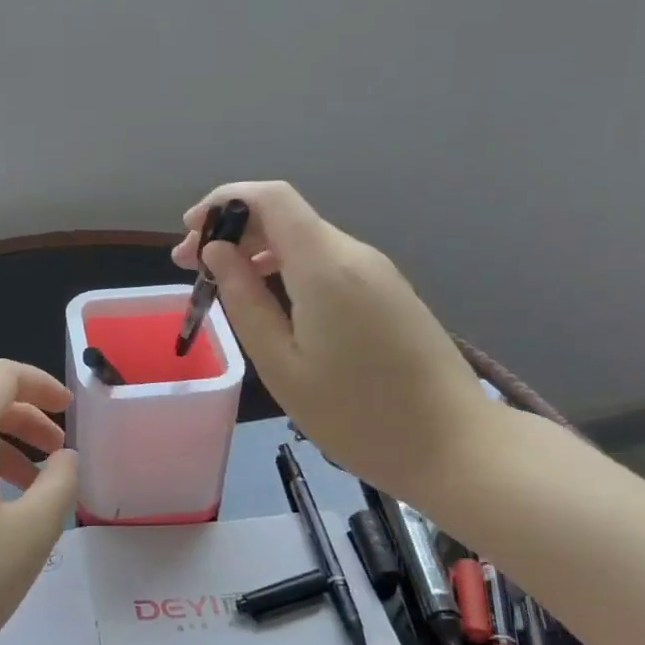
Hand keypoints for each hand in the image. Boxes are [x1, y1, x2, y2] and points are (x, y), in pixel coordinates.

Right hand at [173, 181, 497, 500]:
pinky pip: (326, 261)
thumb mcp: (281, 364)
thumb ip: (245, 299)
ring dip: (258, 250)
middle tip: (192, 267)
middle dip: (232, 230)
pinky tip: (269, 300)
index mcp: (324, 266)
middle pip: (285, 215)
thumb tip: (218, 252)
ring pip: (304, 238)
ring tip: (222, 285)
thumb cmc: (356, 415)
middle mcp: (353, 254)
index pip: (270, 198)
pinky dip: (287, 267)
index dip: (223, 202)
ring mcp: (376, 271)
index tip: (189, 235)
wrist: (455, 447)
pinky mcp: (387, 291)